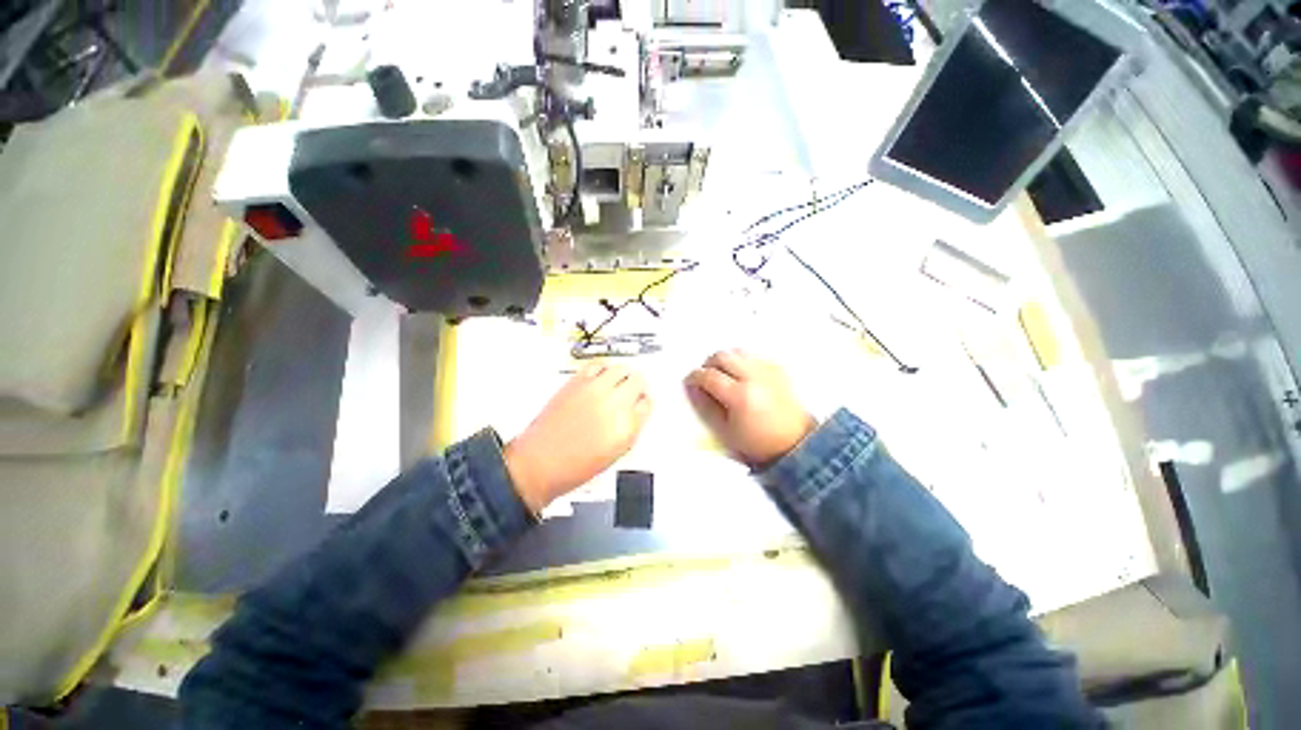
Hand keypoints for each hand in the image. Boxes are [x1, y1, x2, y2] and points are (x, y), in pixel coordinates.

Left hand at [505, 362, 651, 511]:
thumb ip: (631, 427)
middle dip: (637, 386)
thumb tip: (637, 411)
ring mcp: (594, 390)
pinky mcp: (576, 383)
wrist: (540, 462)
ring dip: (622, 374)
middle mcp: (613, 404)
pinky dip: (603, 369)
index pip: (647, 402)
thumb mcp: (616, 452)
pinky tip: (601, 377)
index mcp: (627, 426)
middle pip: (638, 380)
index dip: (644, 402)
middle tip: (633, 390)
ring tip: (618, 381)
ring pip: (620, 368)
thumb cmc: (574, 466)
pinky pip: (597, 366)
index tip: (640, 402)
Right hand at [684, 350, 815, 468]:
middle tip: (705, 377)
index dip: (694, 377)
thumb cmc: (758, 442)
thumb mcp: (724, 431)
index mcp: (740, 396)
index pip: (709, 376)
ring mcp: (768, 370)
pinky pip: (753, 355)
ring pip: (737, 351)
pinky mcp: (778, 368)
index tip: (690, 382)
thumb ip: (705, 407)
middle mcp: (755, 377)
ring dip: (725, 360)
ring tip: (723, 375)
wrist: (794, 443)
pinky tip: (741, 376)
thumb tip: (694, 388)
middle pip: (722, 356)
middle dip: (708, 364)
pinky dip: (742, 361)